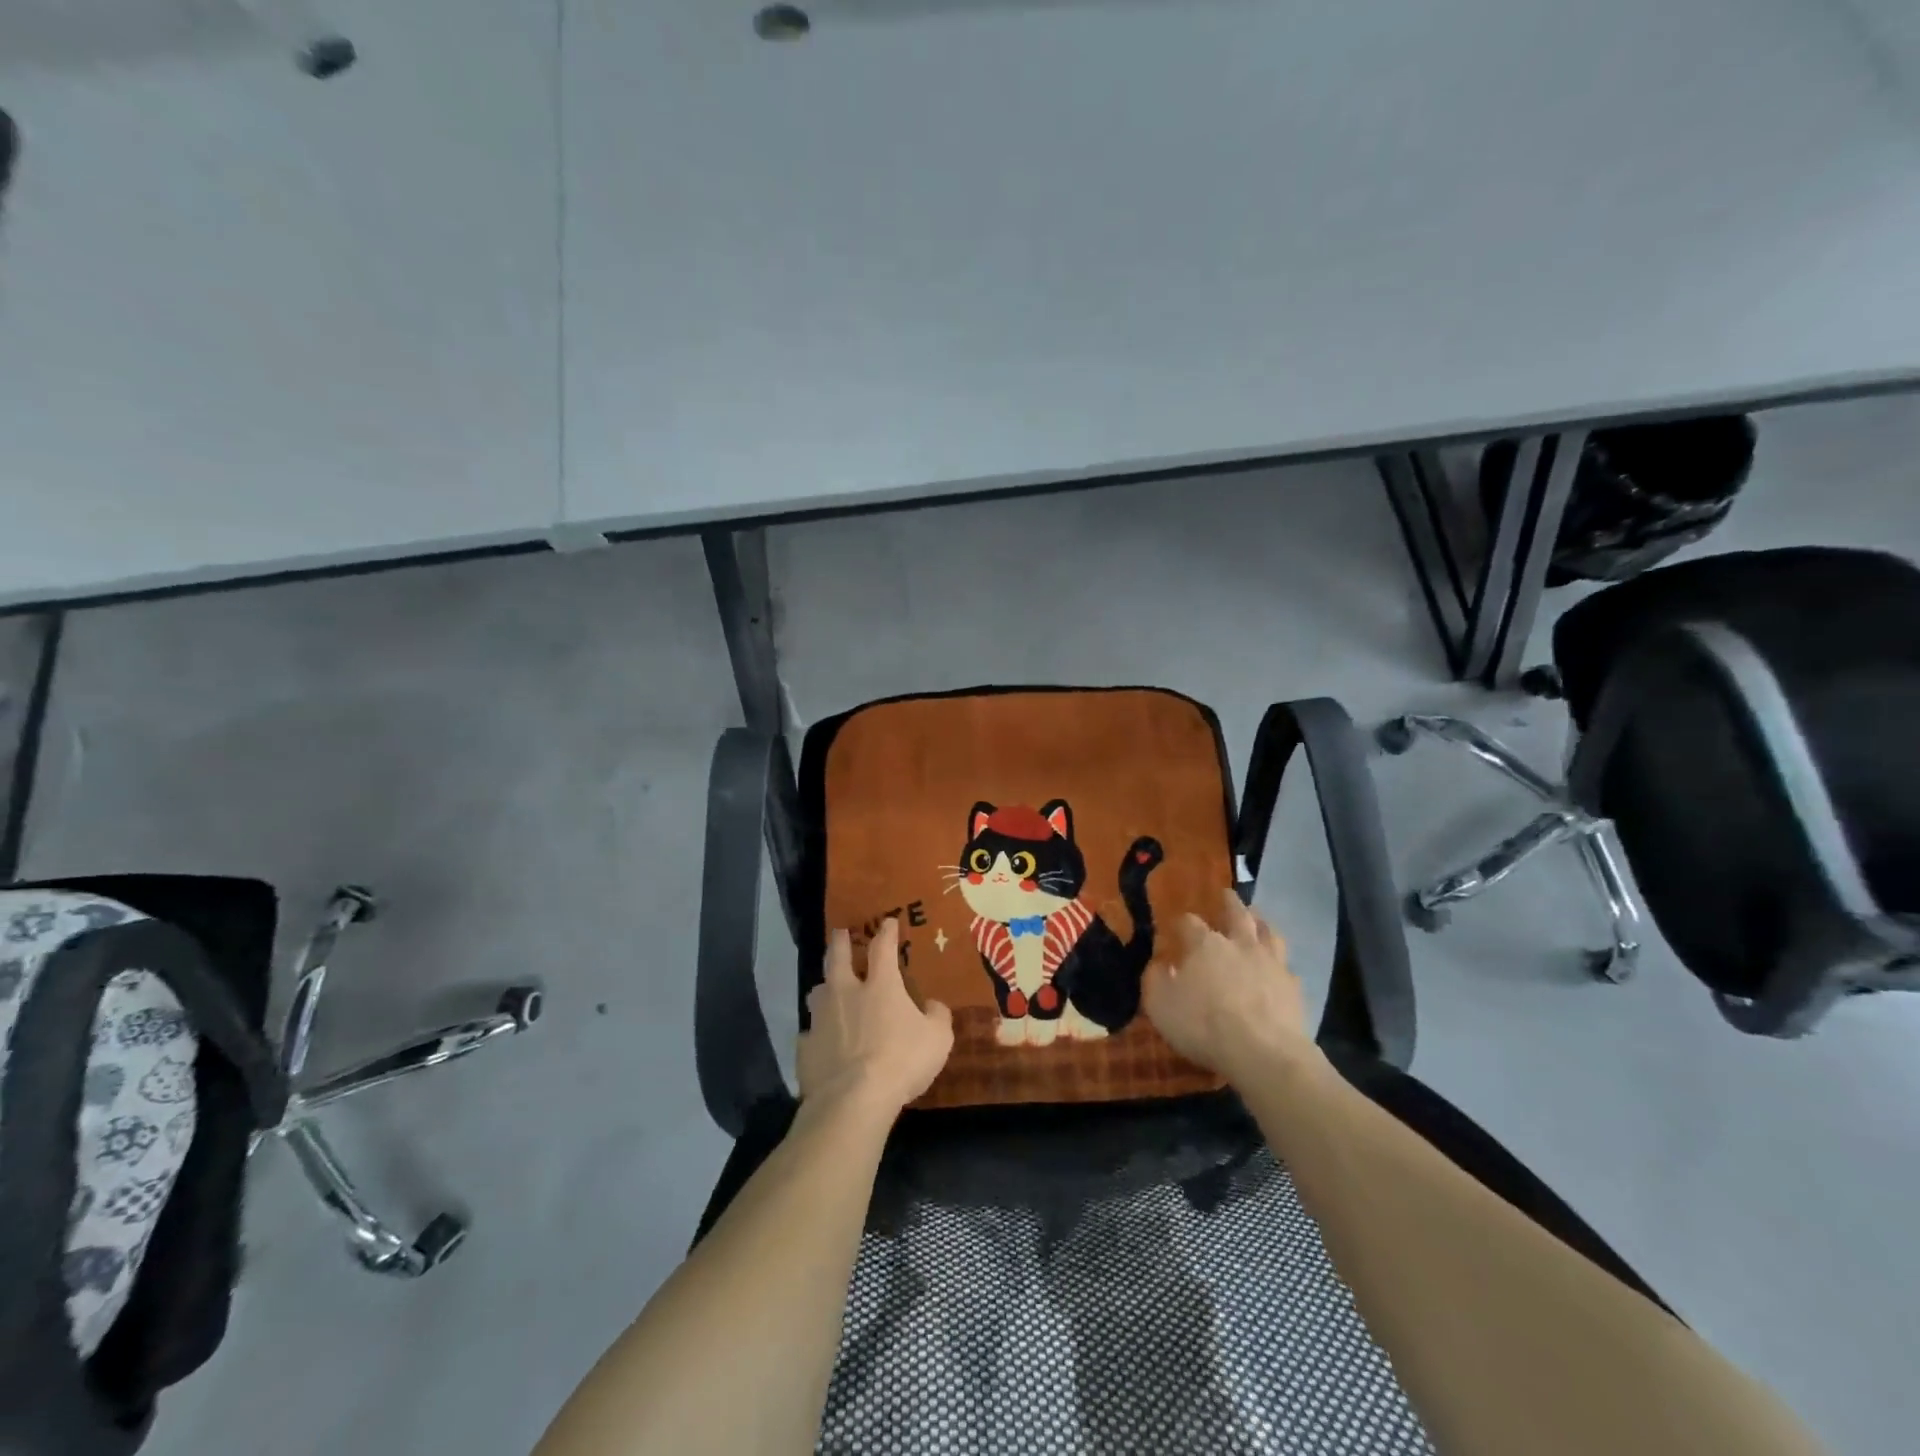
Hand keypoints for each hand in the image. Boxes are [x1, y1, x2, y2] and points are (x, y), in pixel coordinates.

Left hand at [798, 919, 953, 1115]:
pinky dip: (816, 1033)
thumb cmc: (901, 1061)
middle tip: (839, 932)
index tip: (888, 922)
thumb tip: (932, 1005)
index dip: (886, 933)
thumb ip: (937, 1017)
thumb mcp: (938, 1039)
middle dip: (839, 942)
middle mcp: (846, 993)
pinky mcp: (806, 1047)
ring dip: (823, 987)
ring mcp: (821, 1019)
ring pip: (817, 992)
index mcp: (880, 985)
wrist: (853, 1100)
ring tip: (826, 988)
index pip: (883, 948)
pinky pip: (809, 1034)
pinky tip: (820, 1041)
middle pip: (837, 958)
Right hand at [1142, 888, 1317, 1084]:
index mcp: (1204, 944)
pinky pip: (1285, 964)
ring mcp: (1270, 963)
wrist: (1263, 1053)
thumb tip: (1158, 965)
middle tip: (1226, 894)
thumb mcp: (1160, 1005)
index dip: (1182, 922)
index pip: (1190, 922)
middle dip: (1229, 903)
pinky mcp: (1292, 986)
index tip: (1177, 925)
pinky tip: (1276, 966)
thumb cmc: (1203, 1025)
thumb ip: (1155, 980)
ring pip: (1268, 932)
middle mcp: (1239, 944)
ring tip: (1257, 920)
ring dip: (1260, 923)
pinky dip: (1278, 960)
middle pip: (1237, 914)